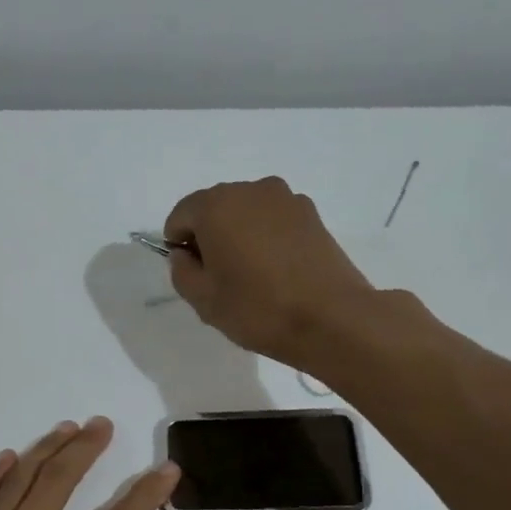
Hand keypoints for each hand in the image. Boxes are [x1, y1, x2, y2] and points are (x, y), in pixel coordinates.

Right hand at [164, 177, 374, 367]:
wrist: (332, 318)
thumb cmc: (257, 308)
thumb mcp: (203, 299)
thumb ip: (181, 271)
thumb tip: (184, 254)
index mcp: (216, 206)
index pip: (181, 215)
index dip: (178, 245)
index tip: (192, 273)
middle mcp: (250, 190)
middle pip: (215, 208)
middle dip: (209, 236)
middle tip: (220, 276)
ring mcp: (286, 199)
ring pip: (246, 212)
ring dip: (240, 235)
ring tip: (252, 274)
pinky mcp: (312, 214)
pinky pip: (274, 220)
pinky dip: (267, 237)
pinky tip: (278, 270)